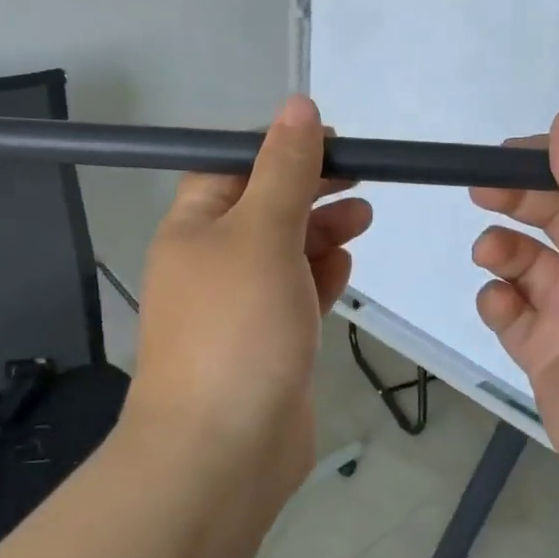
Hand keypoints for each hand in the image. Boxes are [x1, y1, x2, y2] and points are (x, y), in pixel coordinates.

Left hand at [125, 96, 371, 497]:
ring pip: (286, 251)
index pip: (234, 167)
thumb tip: (299, 105)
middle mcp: (212, 262)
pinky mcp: (268, 342)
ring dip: (322, 230)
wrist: (222, 452)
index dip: (280, 148)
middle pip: (265, 207)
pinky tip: (345, 268)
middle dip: (311, 189)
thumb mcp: (262, 232)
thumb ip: (285, 169)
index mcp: (194, 227)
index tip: (333, 141)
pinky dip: (319, 276)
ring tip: (364, 218)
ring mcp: (240, 306)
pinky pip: (296, 294)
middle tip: (362, 178)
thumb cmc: (237, 328)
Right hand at [469, 106, 558, 513]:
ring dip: (503, 249)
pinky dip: (498, 302)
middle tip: (482, 192)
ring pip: (525, 263)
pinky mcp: (546, 355)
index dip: (550, 164)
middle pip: (552, 218)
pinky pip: (510, 314)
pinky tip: (504, 308)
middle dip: (517, 201)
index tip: (506, 155)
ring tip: (494, 255)